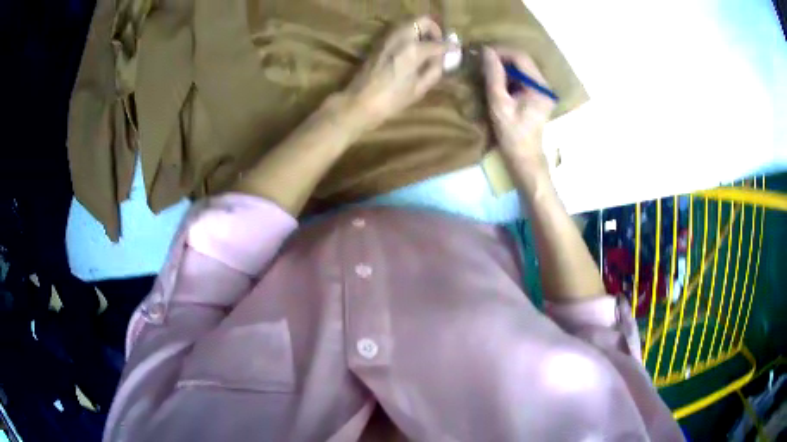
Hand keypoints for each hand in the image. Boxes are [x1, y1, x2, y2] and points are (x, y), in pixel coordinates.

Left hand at [344, 17, 448, 130]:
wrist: (359, 102)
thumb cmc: (391, 100)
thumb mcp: (419, 89)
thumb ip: (435, 70)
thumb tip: (442, 59)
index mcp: (413, 50)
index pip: (438, 43)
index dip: (449, 47)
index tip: (455, 50)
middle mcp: (401, 38)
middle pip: (422, 20)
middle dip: (433, 29)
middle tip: (437, 43)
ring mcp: (388, 38)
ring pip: (409, 22)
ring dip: (420, 30)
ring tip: (426, 47)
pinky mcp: (379, 42)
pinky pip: (399, 30)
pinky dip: (409, 34)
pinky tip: (412, 50)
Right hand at [483, 46, 555, 174]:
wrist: (524, 157)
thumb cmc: (511, 134)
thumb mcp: (499, 103)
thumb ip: (494, 76)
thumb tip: (486, 51)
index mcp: (539, 87)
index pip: (521, 57)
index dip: (500, 51)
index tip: (481, 53)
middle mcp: (545, 86)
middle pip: (523, 61)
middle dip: (502, 58)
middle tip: (482, 62)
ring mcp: (543, 91)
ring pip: (522, 69)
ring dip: (504, 67)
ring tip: (487, 72)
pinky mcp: (538, 96)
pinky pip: (522, 78)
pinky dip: (509, 77)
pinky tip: (497, 83)